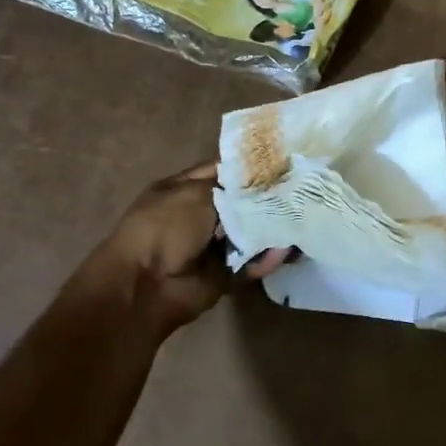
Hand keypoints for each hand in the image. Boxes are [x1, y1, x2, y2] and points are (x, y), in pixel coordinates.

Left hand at [64, 163, 284, 340]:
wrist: (146, 286)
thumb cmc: (164, 227)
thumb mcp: (197, 191)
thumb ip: (234, 184)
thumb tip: (265, 181)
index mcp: (184, 188)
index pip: (224, 169)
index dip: (251, 165)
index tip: (284, 160)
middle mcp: (200, 213)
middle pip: (242, 201)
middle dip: (268, 196)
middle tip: (299, 188)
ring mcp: (212, 244)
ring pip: (252, 231)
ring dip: (272, 227)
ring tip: (300, 216)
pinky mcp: (225, 271)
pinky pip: (252, 261)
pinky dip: (267, 257)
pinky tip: (286, 248)